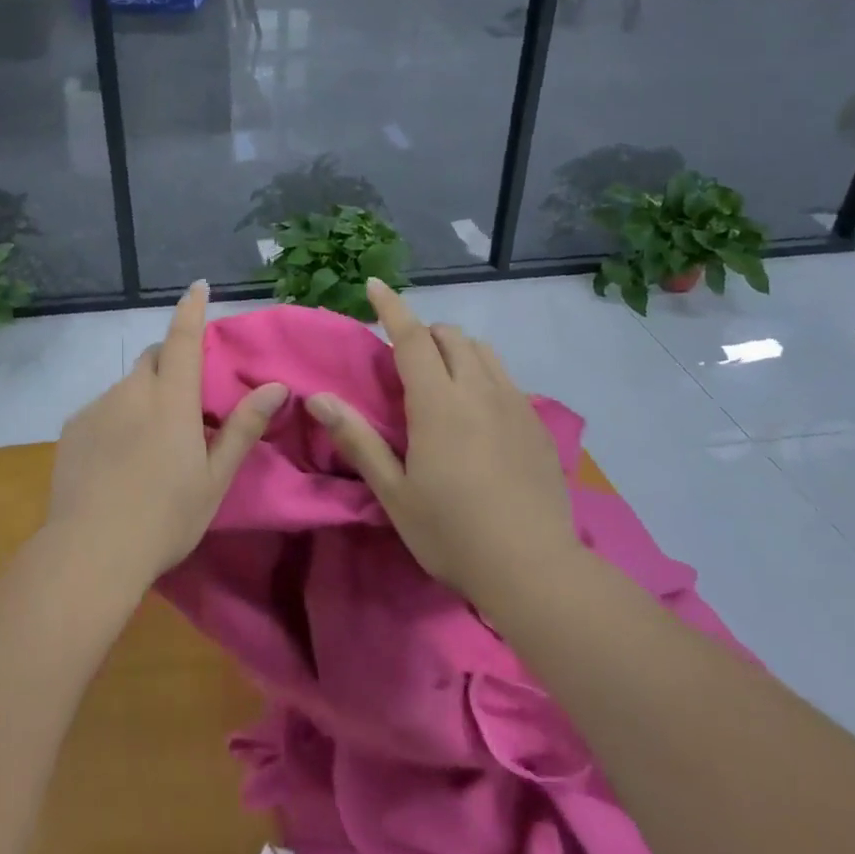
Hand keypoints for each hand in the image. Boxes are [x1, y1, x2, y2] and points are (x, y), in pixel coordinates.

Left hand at [47, 282, 286, 592]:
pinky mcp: (73, 428)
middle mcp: (133, 391)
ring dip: (143, 397)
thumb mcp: (215, 478)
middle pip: (153, 358)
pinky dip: (117, 418)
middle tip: (183, 401)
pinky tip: (117, 459)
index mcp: (172, 400)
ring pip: (127, 386)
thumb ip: (243, 428)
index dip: (191, 309)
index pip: (184, 339)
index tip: (198, 286)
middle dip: (170, 363)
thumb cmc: (166, 517)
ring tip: (148, 444)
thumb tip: (275, 386)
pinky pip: (102, 408)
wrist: (91, 551)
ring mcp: (97, 407)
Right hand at [306, 279, 578, 608]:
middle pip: (451, 336)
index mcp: (438, 403)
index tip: (375, 283)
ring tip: (441, 378)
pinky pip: (506, 378)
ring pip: (483, 352)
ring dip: (456, 349)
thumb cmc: (452, 532)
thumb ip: (357, 440)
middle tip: (404, 359)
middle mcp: (479, 391)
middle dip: (424, 332)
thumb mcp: (394, 492)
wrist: (535, 569)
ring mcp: (514, 405)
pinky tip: (478, 409)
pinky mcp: (537, 425)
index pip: (412, 337)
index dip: (391, 307)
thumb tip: (317, 398)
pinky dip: (483, 373)